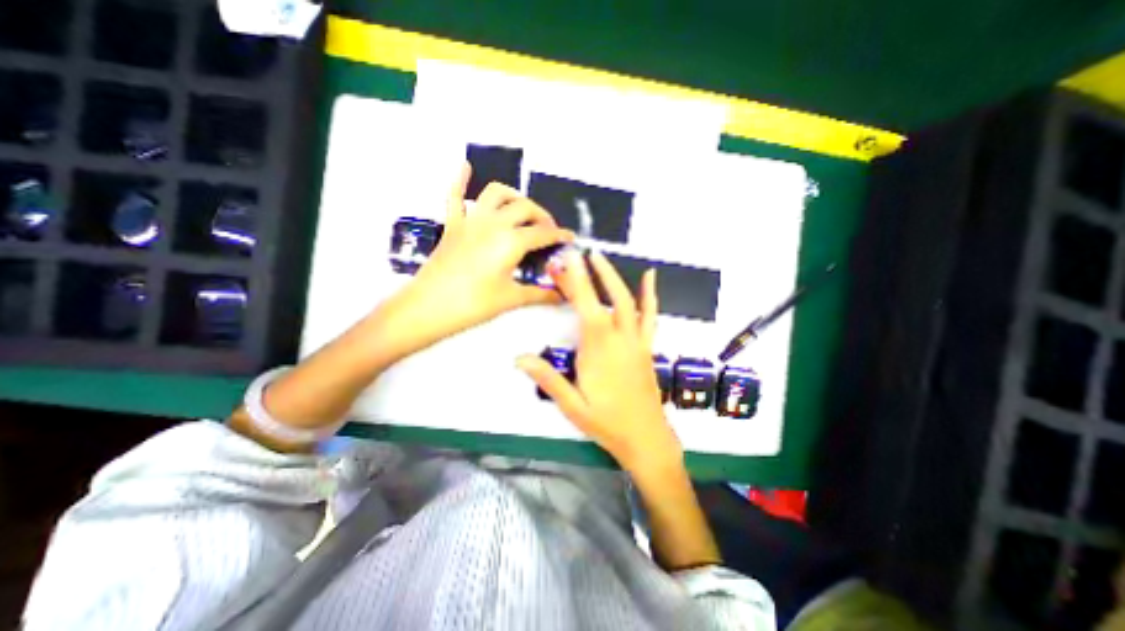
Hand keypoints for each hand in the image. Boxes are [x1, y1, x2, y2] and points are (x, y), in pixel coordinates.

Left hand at [395, 162, 571, 348]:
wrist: (428, 308)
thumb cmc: (474, 305)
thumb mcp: (511, 299)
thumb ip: (540, 295)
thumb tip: (563, 297)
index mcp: (511, 241)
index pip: (543, 233)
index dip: (560, 235)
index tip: (570, 238)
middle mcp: (493, 223)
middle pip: (525, 208)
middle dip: (542, 216)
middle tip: (548, 232)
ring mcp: (471, 221)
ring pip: (496, 193)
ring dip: (513, 197)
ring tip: (521, 210)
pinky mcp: (452, 225)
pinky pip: (455, 196)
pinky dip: (460, 180)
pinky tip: (465, 167)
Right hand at [518, 248, 686, 474]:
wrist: (646, 438)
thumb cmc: (607, 423)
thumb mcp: (572, 406)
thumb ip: (548, 379)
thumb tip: (519, 358)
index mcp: (598, 351)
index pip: (585, 307)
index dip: (576, 281)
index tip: (569, 259)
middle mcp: (619, 339)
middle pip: (603, 299)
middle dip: (589, 274)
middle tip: (575, 256)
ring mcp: (636, 341)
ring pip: (627, 302)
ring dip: (613, 277)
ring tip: (600, 258)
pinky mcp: (646, 346)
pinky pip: (650, 316)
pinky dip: (650, 295)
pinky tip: (649, 277)